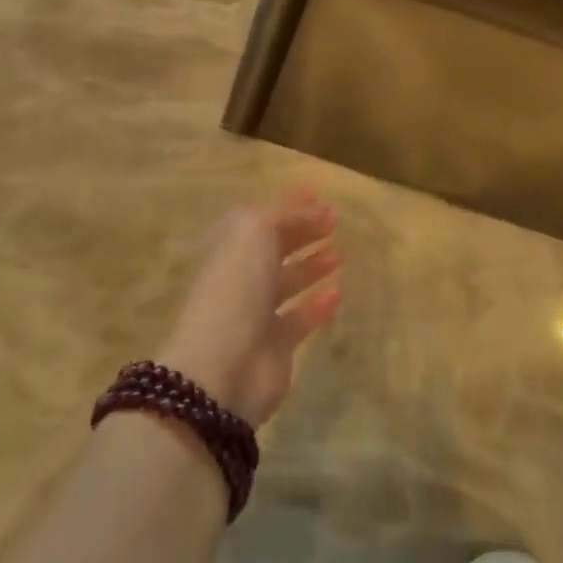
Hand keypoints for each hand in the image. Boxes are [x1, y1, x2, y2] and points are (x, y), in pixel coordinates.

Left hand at [158, 190, 343, 426]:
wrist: (223, 369)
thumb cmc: (235, 288)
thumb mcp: (256, 233)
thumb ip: (286, 215)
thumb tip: (316, 207)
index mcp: (229, 247)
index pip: (260, 218)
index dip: (287, 204)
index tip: (317, 193)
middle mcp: (241, 277)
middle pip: (274, 248)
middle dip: (302, 232)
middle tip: (335, 221)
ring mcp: (257, 313)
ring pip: (288, 282)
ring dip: (312, 266)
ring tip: (339, 254)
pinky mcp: (276, 346)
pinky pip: (301, 318)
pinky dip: (318, 305)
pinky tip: (338, 292)